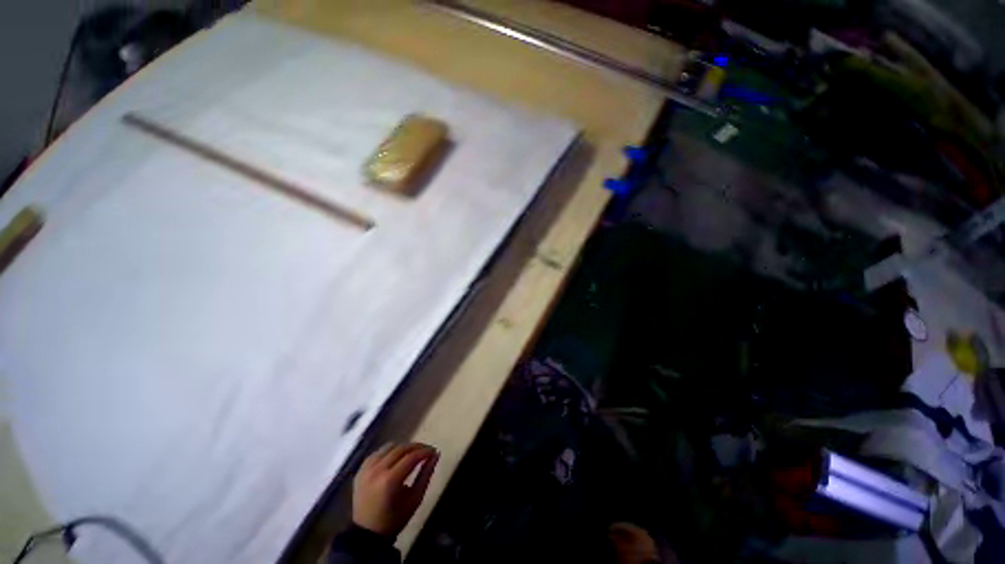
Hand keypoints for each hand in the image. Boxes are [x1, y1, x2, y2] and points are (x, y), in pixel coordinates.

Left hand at [352, 442, 438, 537]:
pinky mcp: (361, 470)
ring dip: (403, 448)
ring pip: (389, 447)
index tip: (434, 451)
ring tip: (412, 454)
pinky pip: (378, 452)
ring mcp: (366, 469)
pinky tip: (396, 458)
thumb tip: (436, 455)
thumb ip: (426, 475)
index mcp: (390, 480)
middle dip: (416, 447)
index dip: (425, 451)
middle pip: (401, 448)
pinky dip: (389, 451)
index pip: (411, 456)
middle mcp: (377, 470)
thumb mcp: (415, 499)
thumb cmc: (394, 519)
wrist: (367, 534)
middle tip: (426, 451)